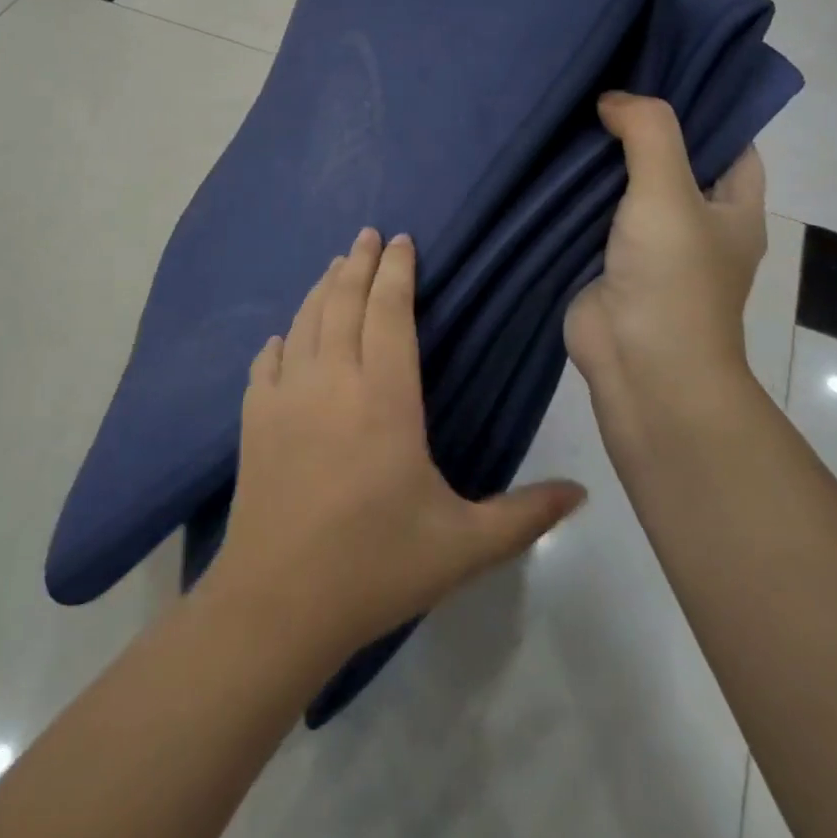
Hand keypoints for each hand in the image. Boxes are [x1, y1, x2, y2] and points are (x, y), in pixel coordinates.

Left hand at [208, 228, 586, 662]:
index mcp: (384, 397)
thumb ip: (526, 515)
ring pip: (305, 321)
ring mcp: (286, 395)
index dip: (397, 271)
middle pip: (344, 301)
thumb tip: (583, 492)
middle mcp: (332, 379)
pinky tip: (285, 337)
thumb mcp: (463, 546)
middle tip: (369, 234)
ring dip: (322, 287)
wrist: (278, 603)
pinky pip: (266, 362)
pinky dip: (281, 340)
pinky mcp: (253, 418)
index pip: (390, 312)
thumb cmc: (376, 567)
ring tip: (336, 265)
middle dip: (359, 262)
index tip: (403, 241)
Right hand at [565, 93, 767, 454]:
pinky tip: (545, 161)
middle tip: (602, 82)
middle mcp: (694, 222)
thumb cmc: (673, 276)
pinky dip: (573, 193)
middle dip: (640, 127)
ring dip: (600, 160)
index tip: (659, 71)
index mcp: (732, 206)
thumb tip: (612, 99)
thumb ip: (648, 132)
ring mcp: (647, 244)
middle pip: (671, 159)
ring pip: (625, 187)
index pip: (727, 140)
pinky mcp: (605, 261)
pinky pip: (590, 216)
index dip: (700, 106)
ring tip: (568, 110)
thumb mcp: (669, 190)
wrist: (640, 364)